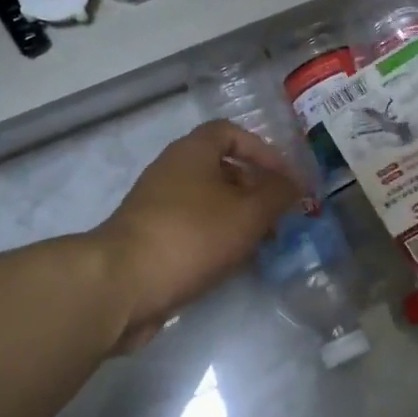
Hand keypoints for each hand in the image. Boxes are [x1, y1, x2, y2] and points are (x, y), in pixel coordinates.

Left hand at [91, 120, 302, 351]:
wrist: (123, 284)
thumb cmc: (191, 236)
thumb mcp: (248, 212)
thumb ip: (278, 194)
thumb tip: (295, 184)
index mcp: (193, 152)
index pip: (232, 132)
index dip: (263, 151)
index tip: (286, 178)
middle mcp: (172, 170)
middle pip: (222, 169)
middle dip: (256, 190)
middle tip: (281, 216)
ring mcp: (158, 205)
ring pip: (209, 202)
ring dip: (239, 218)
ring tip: (264, 244)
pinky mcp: (151, 238)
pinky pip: (193, 228)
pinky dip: (217, 239)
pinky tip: (234, 263)